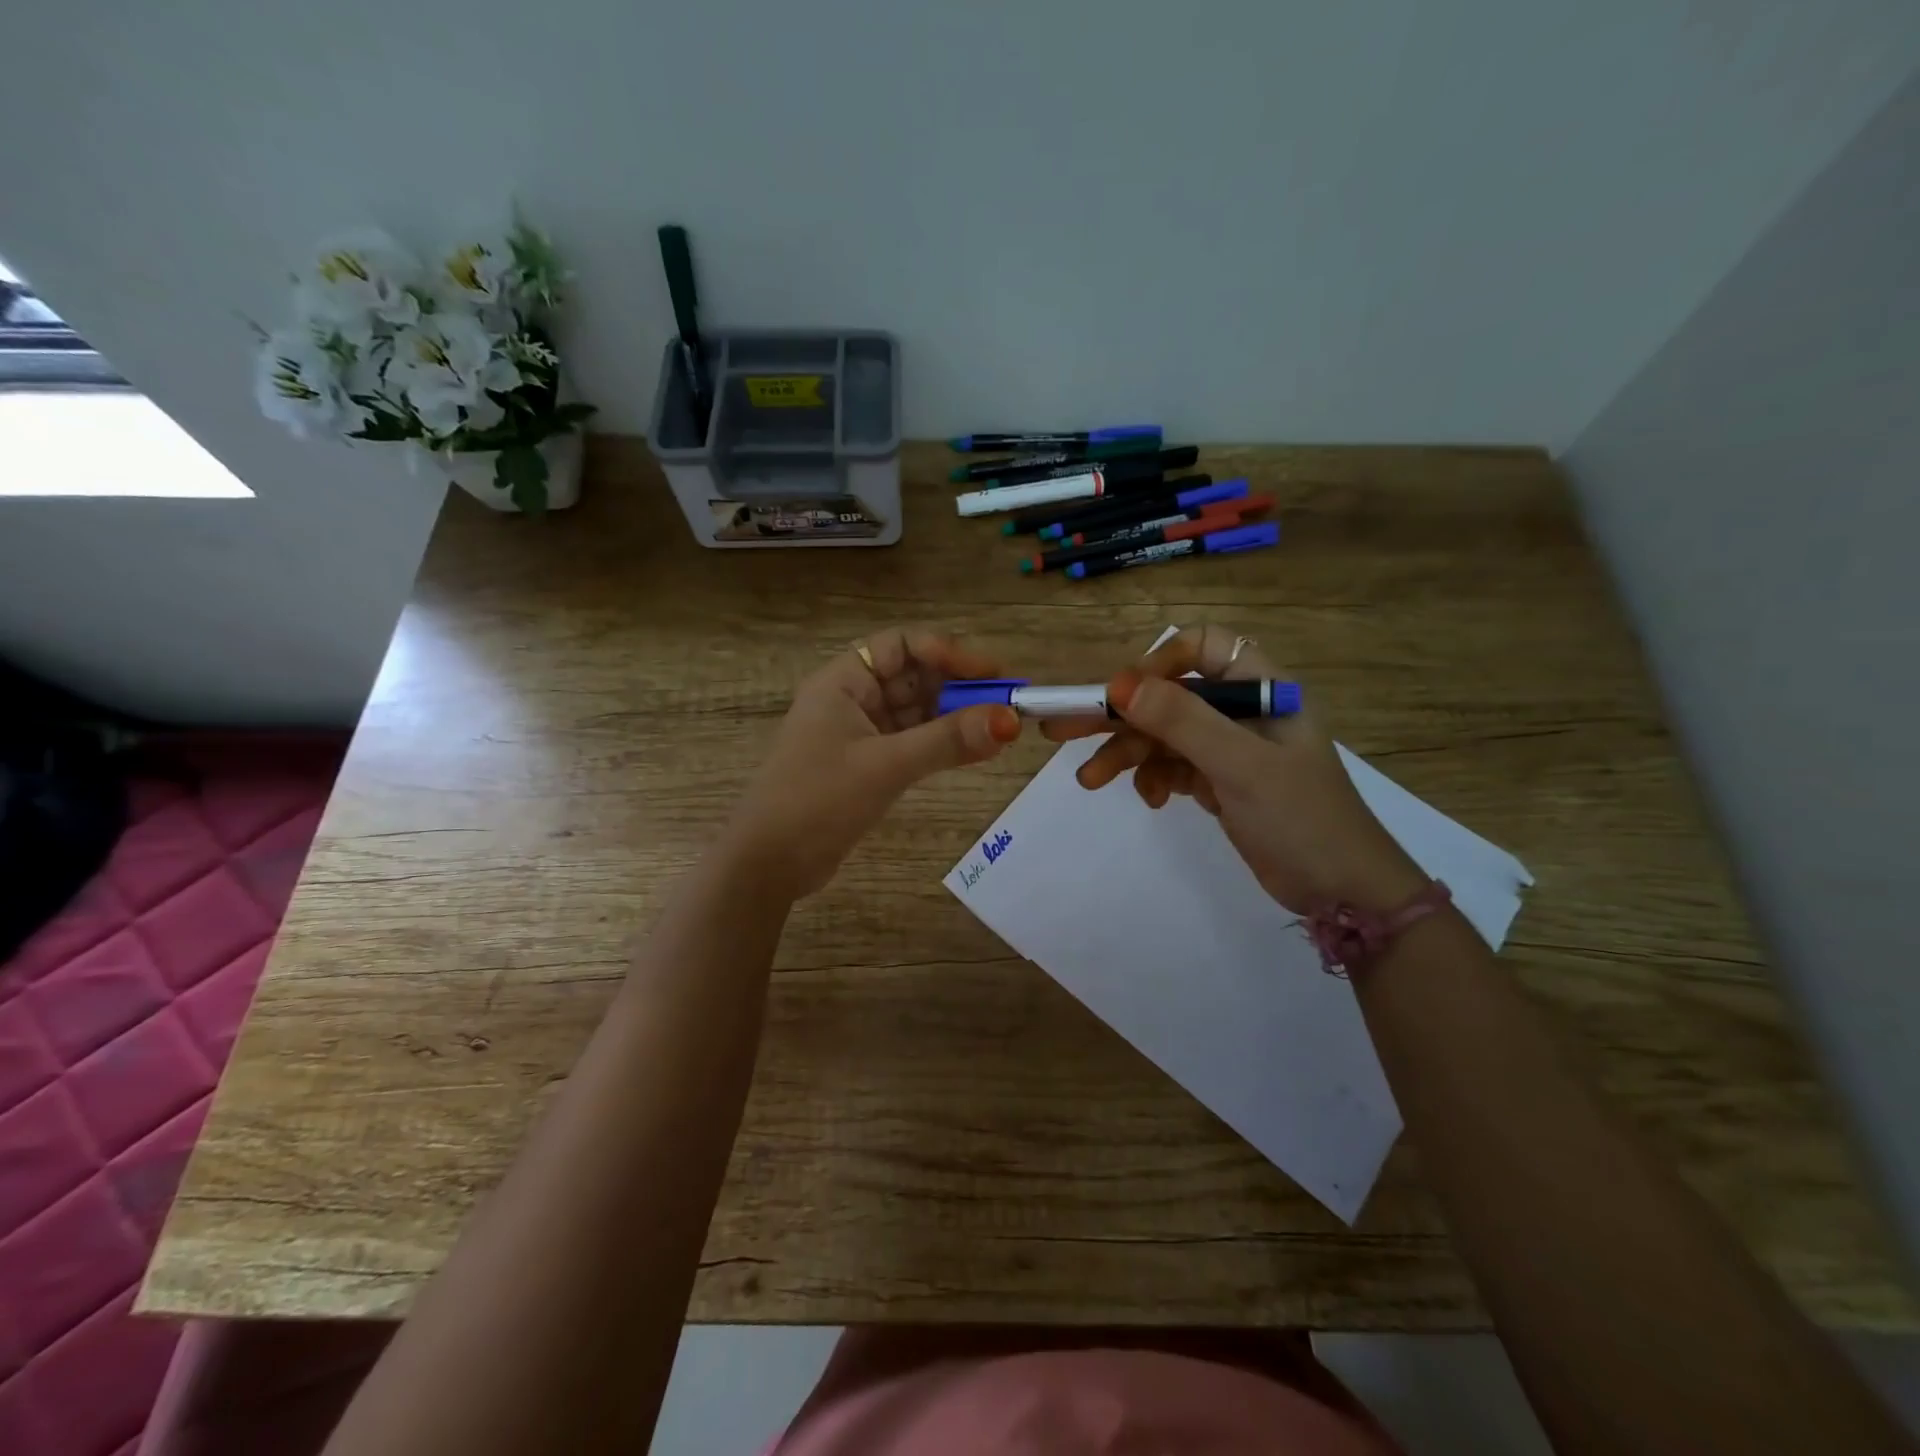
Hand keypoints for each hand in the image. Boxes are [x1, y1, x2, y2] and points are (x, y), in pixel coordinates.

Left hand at [725, 626, 1021, 898]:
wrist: (769, 863)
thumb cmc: (818, 800)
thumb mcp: (886, 766)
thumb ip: (947, 741)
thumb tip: (1010, 720)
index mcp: (843, 681)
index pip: (901, 645)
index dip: (947, 652)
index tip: (990, 673)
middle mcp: (852, 699)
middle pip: (913, 677)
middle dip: (958, 687)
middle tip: (1006, 704)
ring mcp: (859, 733)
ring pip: (916, 712)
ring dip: (954, 718)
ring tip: (1000, 729)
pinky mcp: (867, 764)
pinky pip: (912, 741)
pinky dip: (941, 744)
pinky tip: (975, 750)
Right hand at [1043, 624, 1424, 913]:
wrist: (1343, 892)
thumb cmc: (1301, 817)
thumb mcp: (1240, 765)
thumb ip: (1181, 721)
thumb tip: (1118, 685)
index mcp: (1261, 688)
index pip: (1201, 649)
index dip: (1158, 663)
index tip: (1121, 695)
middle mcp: (1242, 710)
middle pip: (1168, 696)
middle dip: (1118, 714)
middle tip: (1060, 728)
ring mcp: (1229, 748)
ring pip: (1163, 735)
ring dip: (1126, 754)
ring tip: (1089, 780)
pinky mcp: (1220, 781)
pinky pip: (1172, 766)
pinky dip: (1153, 778)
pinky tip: (1152, 800)